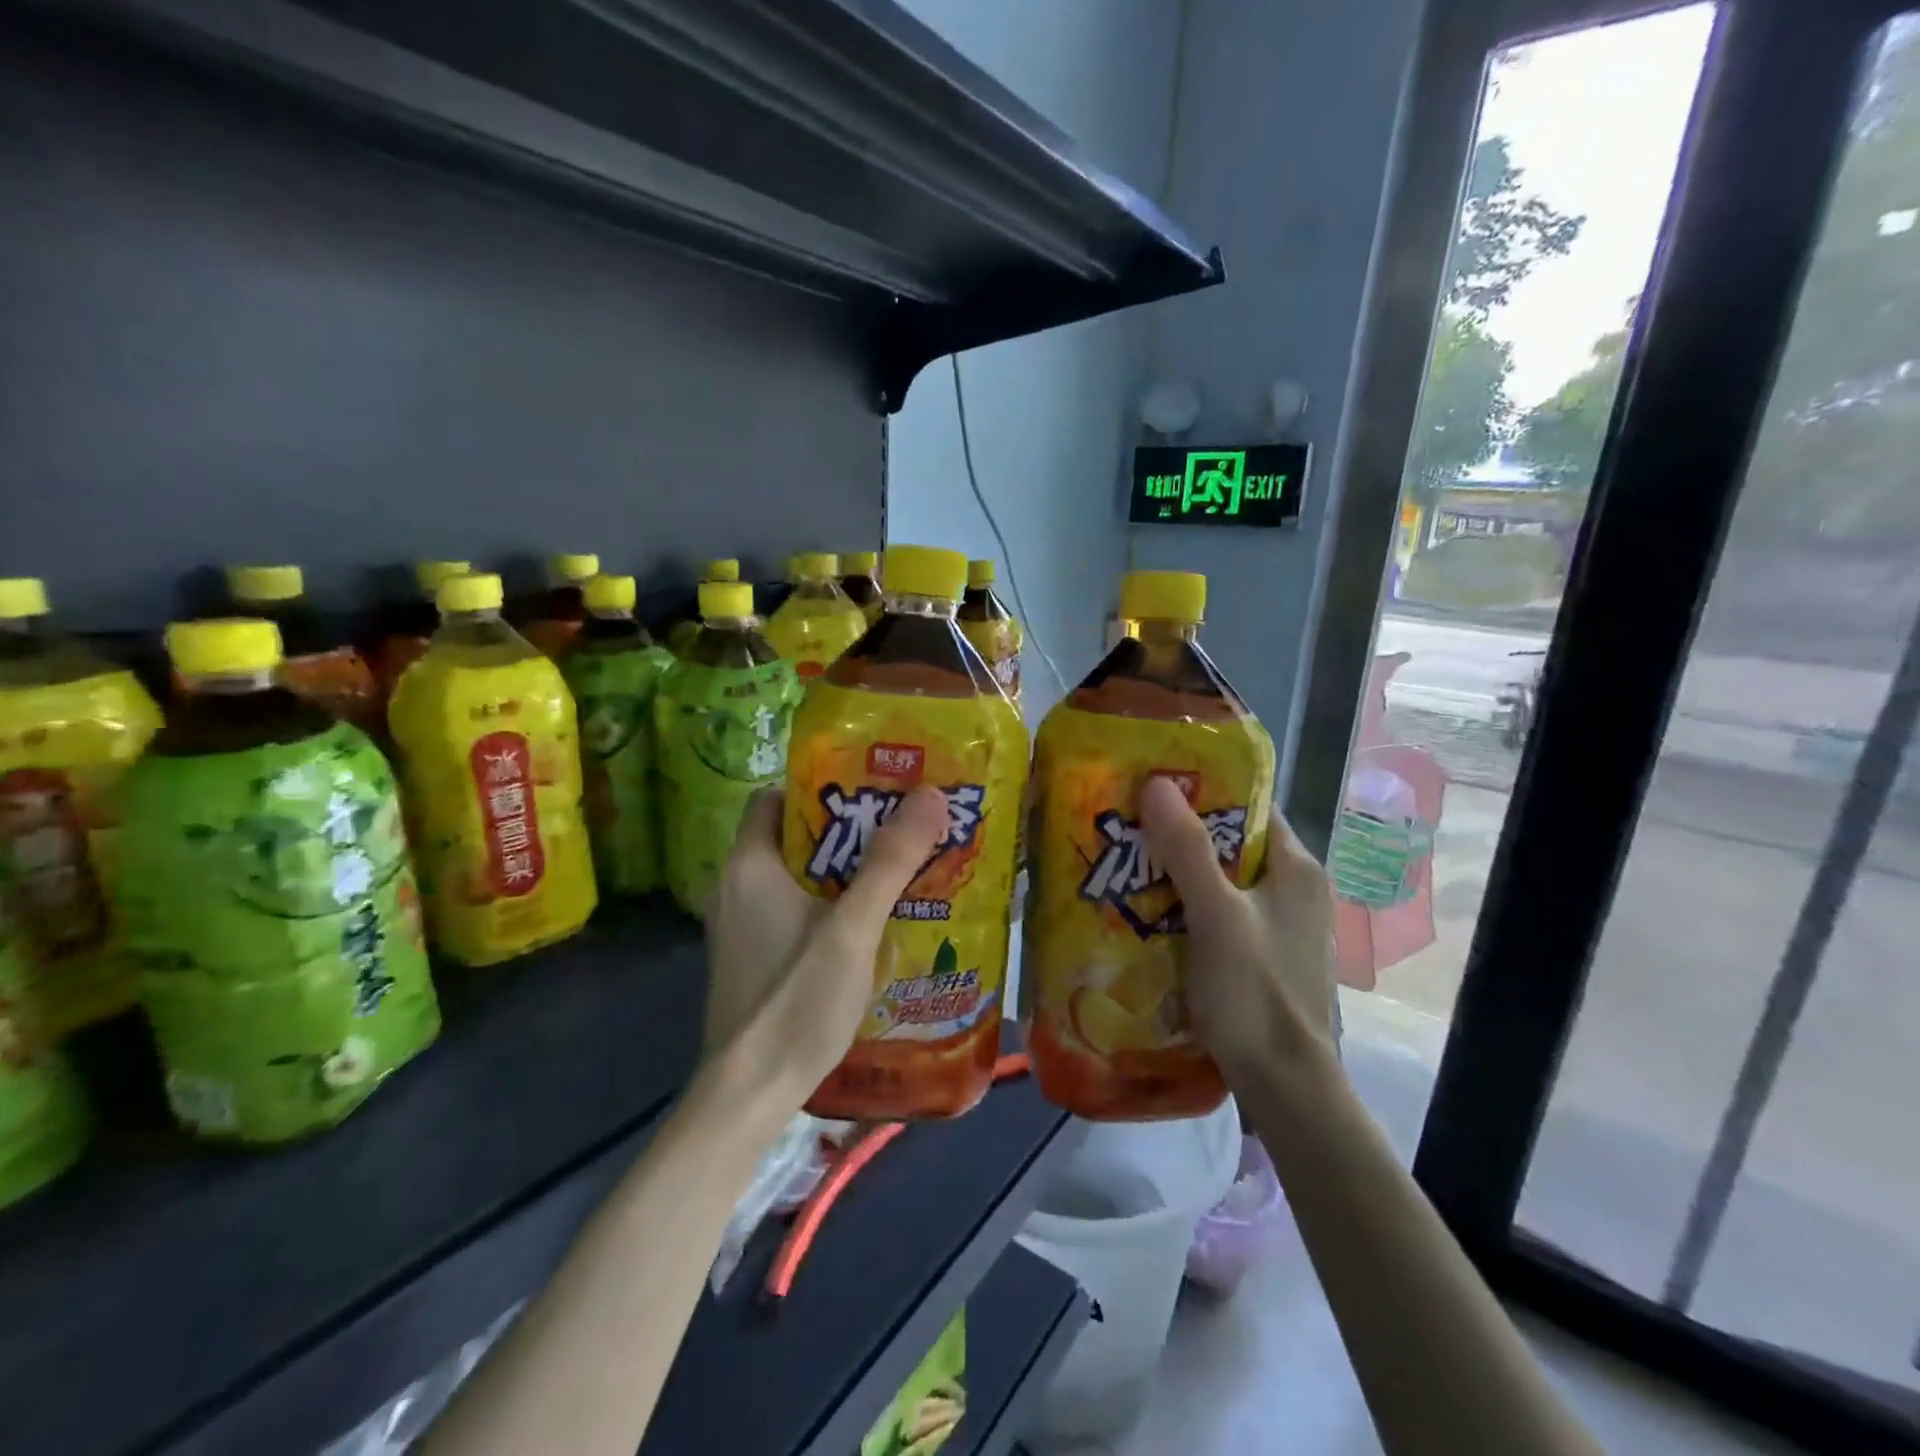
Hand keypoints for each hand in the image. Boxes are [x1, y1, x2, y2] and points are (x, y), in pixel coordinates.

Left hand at [703, 785, 949, 1106]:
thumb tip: (929, 795)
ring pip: (794, 877)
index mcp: (750, 864)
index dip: (820, 788)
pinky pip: (790, 910)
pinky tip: (866, 925)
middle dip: (845, 831)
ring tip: (894, 873)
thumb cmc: (796, 1000)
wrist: (749, 1094)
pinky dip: (825, 905)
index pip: (775, 797)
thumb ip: (890, 862)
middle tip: (898, 832)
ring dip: (840, 871)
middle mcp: (735, 886)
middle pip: (792, 836)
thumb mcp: (852, 928)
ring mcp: (739, 925)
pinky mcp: (750, 957)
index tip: (870, 794)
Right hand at [1139, 776, 1336, 1083]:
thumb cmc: (1254, 993)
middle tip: (1129, 827)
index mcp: (1297, 868)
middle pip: (1233, 844)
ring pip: (1223, 882)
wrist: (1284, 1086)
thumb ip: (1188, 849)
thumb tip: (1157, 783)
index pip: (1250, 808)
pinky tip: (1151, 913)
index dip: (1205, 791)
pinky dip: (1188, 907)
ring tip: (1129, 865)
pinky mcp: (1264, 955)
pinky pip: (1221, 914)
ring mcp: (1280, 925)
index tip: (1154, 786)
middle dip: (1183, 834)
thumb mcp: (1216, 915)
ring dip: (1181, 873)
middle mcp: (1295, 890)